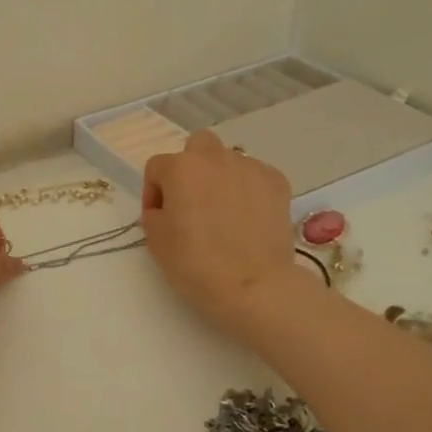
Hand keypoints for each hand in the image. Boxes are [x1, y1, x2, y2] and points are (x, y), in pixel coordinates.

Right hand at [141, 130, 296, 335]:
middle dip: (191, 167)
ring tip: (225, 212)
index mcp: (180, 168)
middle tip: (193, 201)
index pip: (157, 168)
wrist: (253, 286)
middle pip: (197, 146)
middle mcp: (215, 158)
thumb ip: (155, 212)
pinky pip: (255, 176)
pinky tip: (249, 217)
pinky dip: (248, 190)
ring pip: (228, 160)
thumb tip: (168, 207)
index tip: (159, 218)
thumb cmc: (196, 264)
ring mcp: (250, 167)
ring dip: (221, 178)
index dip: (154, 193)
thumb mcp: (156, 240)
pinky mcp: (277, 182)